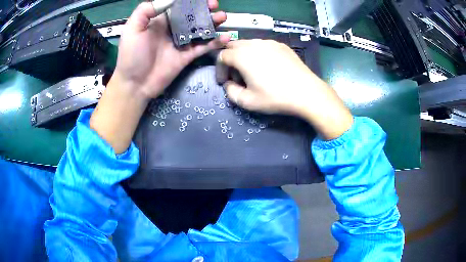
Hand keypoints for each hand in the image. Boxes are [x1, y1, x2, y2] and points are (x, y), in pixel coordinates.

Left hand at [90, 1, 228, 153]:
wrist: (135, 84)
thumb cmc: (131, 55)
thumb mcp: (133, 29)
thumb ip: (146, 10)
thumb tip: (170, 0)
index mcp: (160, 21)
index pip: (178, 7)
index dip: (191, 2)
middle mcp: (172, 29)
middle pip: (192, 16)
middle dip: (204, 9)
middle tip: (215, 5)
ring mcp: (181, 43)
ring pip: (200, 29)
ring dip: (212, 22)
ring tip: (222, 17)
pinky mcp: (187, 56)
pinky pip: (203, 47)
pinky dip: (214, 42)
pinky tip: (225, 37)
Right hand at [220, 40, 352, 139]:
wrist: (306, 92)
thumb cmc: (275, 97)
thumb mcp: (247, 101)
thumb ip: (230, 92)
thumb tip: (228, 84)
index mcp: (242, 56)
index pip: (222, 56)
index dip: (219, 69)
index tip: (224, 82)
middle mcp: (254, 44)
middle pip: (233, 46)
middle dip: (230, 60)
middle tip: (236, 76)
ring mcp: (269, 42)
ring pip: (248, 44)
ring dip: (243, 56)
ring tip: (252, 72)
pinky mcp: (281, 45)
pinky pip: (263, 46)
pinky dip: (258, 54)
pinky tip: (267, 67)